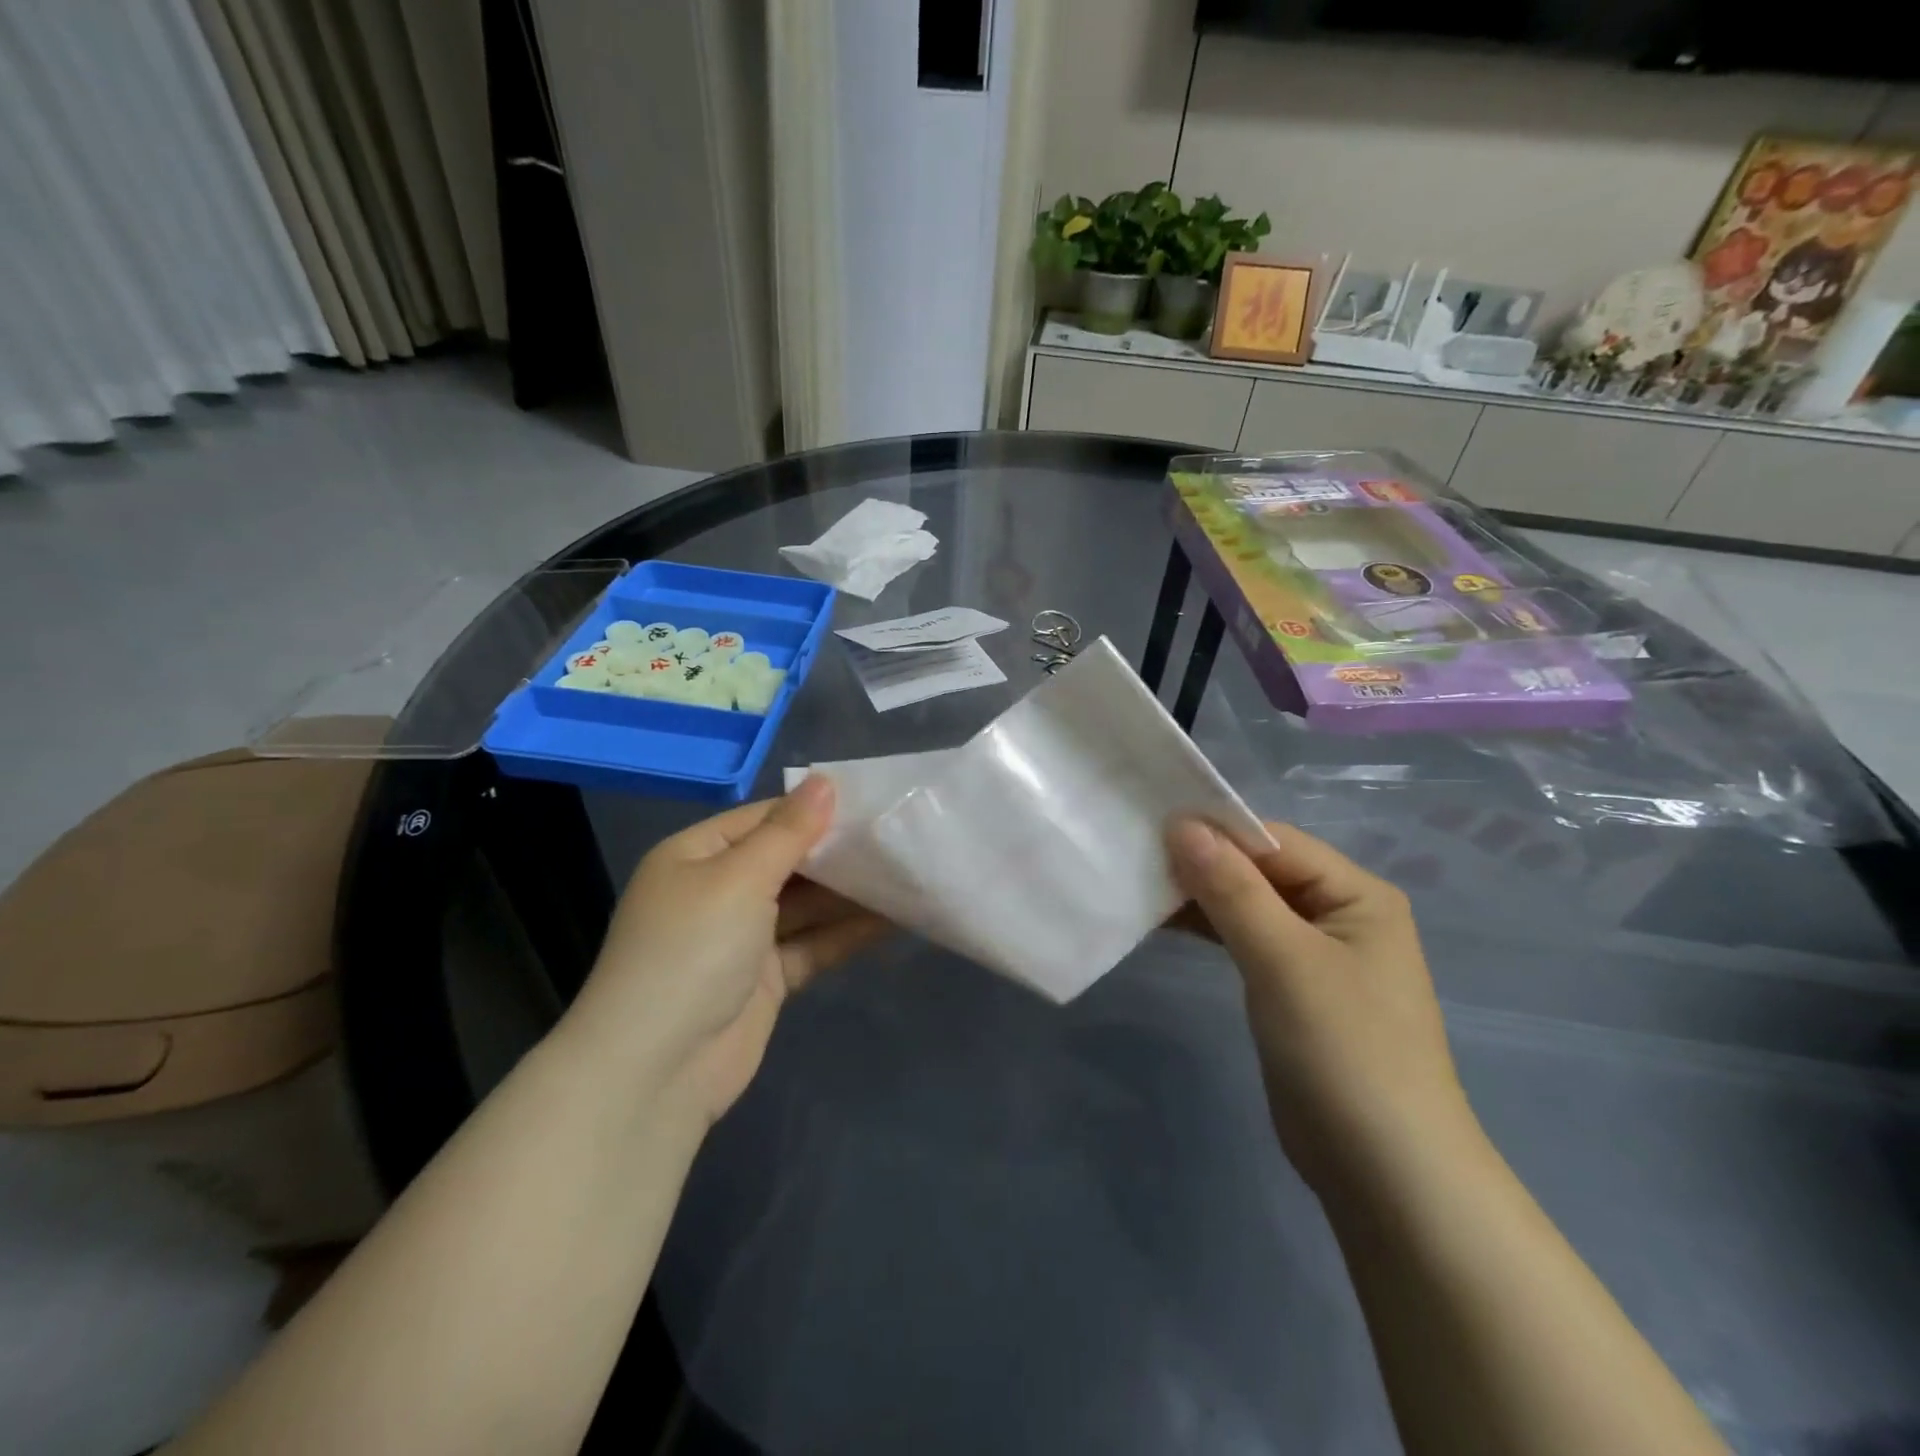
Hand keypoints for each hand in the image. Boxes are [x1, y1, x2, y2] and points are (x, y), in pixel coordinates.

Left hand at [565, 777, 890, 1124]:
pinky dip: (845, 934)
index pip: (763, 818)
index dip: (813, 809)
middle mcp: (716, 891)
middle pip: (787, 861)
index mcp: (696, 855)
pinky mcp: (764, 980)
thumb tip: (824, 781)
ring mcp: (741, 938)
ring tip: (906, 873)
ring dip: (849, 894)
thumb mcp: (739, 878)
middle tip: (898, 838)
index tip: (870, 802)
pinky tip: (892, 921)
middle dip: (837, 853)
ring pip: (804, 905)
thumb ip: (788, 831)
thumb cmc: (692, 951)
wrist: (656, 1071)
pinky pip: (811, 945)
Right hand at [1165, 818, 1475, 1195]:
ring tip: (1140, 885)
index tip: (1150, 829)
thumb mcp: (1283, 959)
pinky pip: (1245, 940)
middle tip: (1136, 856)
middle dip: (1203, 863)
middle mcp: (1340, 914)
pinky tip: (1164, 922)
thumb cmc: (1344, 1050)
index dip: (1215, 832)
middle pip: (1260, 871)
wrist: (1386, 1173)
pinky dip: (1208, 929)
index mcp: (1356, 893)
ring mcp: (1315, 954)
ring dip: (1199, 896)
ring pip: (1248, 905)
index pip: (1275, 843)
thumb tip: (1182, 823)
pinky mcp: (1292, 989)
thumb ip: (1231, 888)